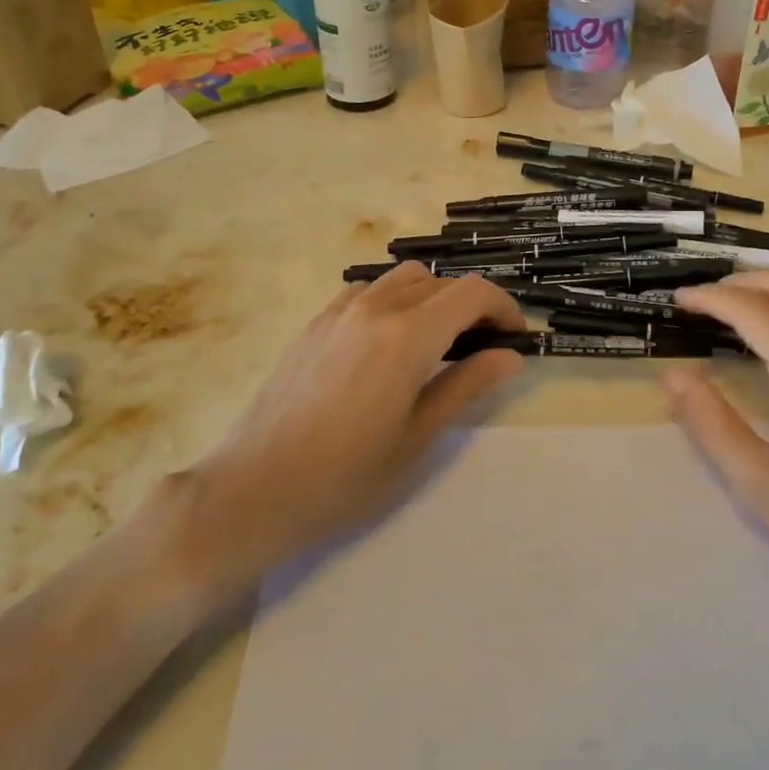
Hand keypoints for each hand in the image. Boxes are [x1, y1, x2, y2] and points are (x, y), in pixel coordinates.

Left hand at [204, 263, 526, 570]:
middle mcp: (375, 308)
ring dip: (432, 297)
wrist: (253, 490)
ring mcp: (340, 312)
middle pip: (440, 282)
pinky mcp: (315, 323)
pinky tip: (389, 341)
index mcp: (407, 336)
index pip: (472, 293)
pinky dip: (394, 301)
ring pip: (402, 279)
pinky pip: (367, 291)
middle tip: (483, 347)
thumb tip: (511, 357)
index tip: (515, 338)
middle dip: (472, 305)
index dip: (504, 307)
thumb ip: (467, 386)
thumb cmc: (344, 477)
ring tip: (438, 341)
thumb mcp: (418, 438)